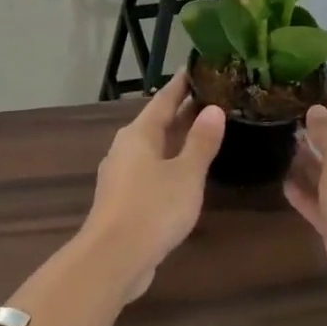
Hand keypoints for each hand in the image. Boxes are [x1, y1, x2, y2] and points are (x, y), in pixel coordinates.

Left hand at [82, 74, 225, 299]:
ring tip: (204, 131)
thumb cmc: (152, 208)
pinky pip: (151, 170)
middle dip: (183, 111)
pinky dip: (170, 163)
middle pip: (157, 123)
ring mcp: (122, 175)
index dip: (182, 84)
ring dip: (177, 138)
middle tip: (212, 97)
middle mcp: (126, 148)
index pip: (163, 99)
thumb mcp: (186, 174)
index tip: (197, 67)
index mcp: (139, 134)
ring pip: (154, 148)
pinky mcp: (124, 200)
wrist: (113, 258)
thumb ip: (201, 142)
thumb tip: (213, 109)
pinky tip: (186, 173)